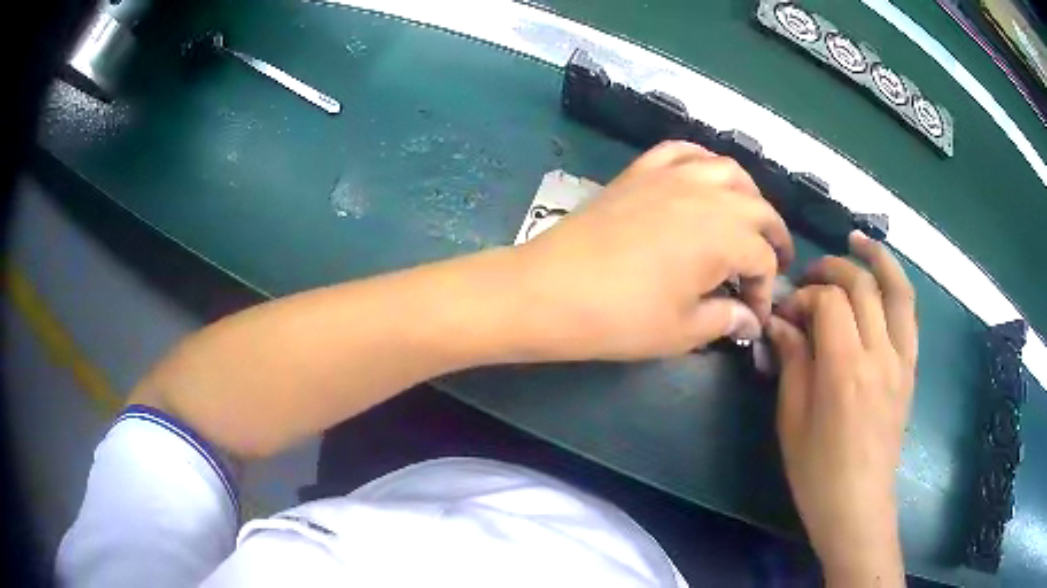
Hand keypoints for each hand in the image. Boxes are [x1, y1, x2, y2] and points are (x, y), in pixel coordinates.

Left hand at [513, 141, 793, 360]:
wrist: (550, 290)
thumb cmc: (621, 317)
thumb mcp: (682, 330)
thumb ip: (725, 319)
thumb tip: (749, 321)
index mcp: (724, 235)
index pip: (762, 260)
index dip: (764, 291)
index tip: (752, 317)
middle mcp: (707, 195)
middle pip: (758, 209)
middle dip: (772, 238)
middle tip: (772, 263)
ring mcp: (671, 175)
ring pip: (728, 171)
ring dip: (747, 195)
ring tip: (748, 219)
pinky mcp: (640, 170)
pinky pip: (681, 151)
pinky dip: (702, 161)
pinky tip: (705, 178)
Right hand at [767, 232, 917, 586]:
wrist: (858, 505)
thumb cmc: (817, 471)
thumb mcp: (792, 420)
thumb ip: (792, 361)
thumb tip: (781, 322)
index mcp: (845, 370)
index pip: (829, 303)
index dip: (805, 296)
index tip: (787, 311)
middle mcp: (880, 355)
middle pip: (862, 286)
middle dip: (833, 269)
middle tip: (812, 276)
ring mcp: (901, 360)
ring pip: (898, 290)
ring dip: (878, 259)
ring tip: (858, 241)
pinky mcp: (910, 370)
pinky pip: (909, 315)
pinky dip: (896, 287)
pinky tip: (882, 281)